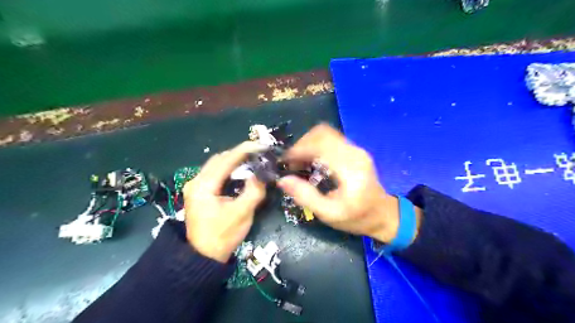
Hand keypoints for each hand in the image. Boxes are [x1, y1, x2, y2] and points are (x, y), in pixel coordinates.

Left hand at [182, 142, 267, 261]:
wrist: (203, 257)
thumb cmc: (222, 236)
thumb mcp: (242, 214)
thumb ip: (253, 191)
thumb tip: (263, 173)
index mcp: (203, 186)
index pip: (226, 160)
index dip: (245, 150)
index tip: (261, 146)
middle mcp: (196, 181)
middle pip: (219, 159)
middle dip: (240, 154)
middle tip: (259, 154)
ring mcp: (195, 186)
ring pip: (217, 165)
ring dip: (234, 161)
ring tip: (253, 161)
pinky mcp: (199, 192)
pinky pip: (215, 174)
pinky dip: (229, 169)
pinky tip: (241, 172)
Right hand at [277, 125, 403, 242]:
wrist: (383, 215)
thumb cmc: (356, 218)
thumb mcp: (329, 214)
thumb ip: (306, 196)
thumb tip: (283, 180)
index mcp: (350, 169)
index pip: (321, 145)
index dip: (299, 149)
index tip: (285, 161)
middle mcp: (354, 153)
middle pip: (322, 133)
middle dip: (302, 144)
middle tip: (291, 162)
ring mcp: (356, 149)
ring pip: (326, 133)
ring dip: (308, 143)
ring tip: (298, 162)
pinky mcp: (355, 151)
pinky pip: (331, 139)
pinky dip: (316, 145)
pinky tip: (310, 160)